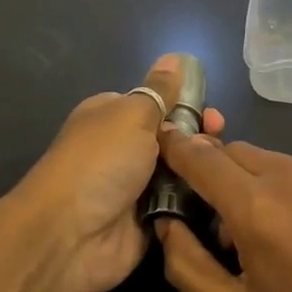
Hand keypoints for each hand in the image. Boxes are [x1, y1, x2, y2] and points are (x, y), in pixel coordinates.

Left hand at [6, 54, 225, 291]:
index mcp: (114, 117)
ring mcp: (137, 188)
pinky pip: (182, 206)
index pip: (159, 104)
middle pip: (175, 139)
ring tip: (220, 171)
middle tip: (219, 142)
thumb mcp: (132, 114)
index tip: (214, 115)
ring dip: (202, 171)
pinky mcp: (149, 221)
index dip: (188, 106)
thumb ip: (159, 90)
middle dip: (200, 139)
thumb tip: (175, 57)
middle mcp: (124, 150)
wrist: (70, 235)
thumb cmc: (100, 162)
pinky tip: (221, 198)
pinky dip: (197, 202)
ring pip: (183, 173)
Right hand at [153, 134, 291, 291]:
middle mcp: (289, 176)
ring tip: (261, 232)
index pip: (200, 158)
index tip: (158, 143)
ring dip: (247, 181)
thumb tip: (166, 224)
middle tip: (214, 221)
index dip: (174, 148)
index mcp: (255, 207)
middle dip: (212, 172)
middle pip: (232, 152)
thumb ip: (186, 265)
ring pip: (266, 160)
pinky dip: (281, 187)